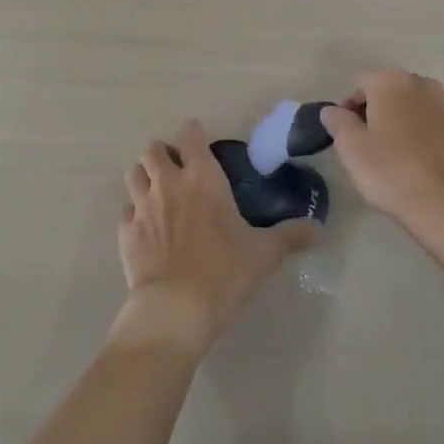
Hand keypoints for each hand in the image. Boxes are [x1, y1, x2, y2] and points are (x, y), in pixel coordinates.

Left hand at [114, 121, 315, 355]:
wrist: (174, 309)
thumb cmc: (223, 272)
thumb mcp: (264, 254)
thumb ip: (291, 236)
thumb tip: (318, 229)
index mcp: (202, 177)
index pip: (190, 134)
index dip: (194, 135)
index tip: (202, 145)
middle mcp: (168, 182)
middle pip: (153, 148)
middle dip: (163, 153)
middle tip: (178, 171)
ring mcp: (142, 206)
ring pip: (134, 173)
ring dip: (144, 177)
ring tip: (158, 193)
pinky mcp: (125, 232)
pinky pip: (125, 211)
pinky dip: (134, 213)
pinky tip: (146, 229)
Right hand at [321, 70, 443, 242]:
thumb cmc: (392, 172)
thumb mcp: (351, 149)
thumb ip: (338, 122)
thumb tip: (332, 111)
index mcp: (391, 82)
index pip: (359, 85)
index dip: (346, 109)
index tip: (344, 136)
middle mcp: (420, 85)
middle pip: (387, 92)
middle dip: (373, 112)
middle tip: (364, 145)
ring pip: (409, 108)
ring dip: (397, 123)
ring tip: (389, 156)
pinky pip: (429, 126)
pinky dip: (418, 137)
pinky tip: (413, 164)